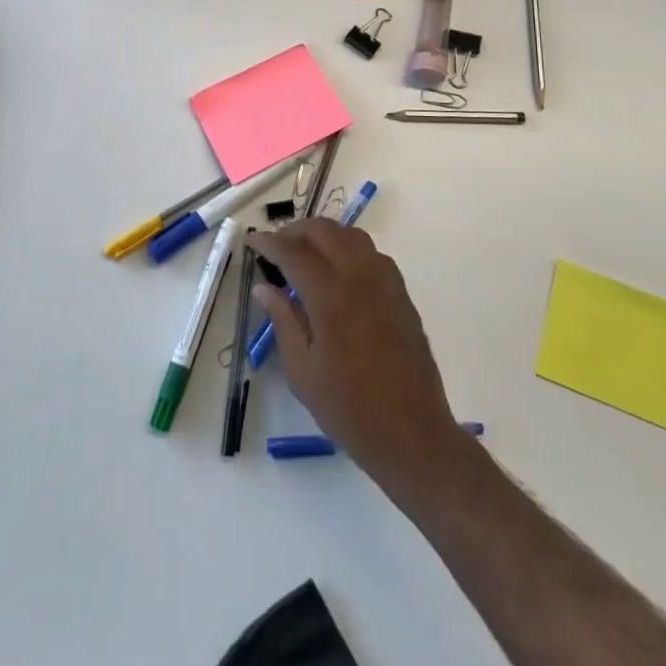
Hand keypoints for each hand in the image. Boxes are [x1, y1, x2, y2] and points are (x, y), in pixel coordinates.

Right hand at [249, 220, 461, 496]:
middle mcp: (359, 278)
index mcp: (331, 298)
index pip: (294, 253)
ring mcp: (385, 282)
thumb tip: (264, 287)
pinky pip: (371, 252)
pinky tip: (338, 270)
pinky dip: (348, 247)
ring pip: (350, 235)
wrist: (413, 434)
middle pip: (324, 232)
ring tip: (304, 253)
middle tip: (276, 247)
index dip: (269, 242)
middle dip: (295, 231)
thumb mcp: (303, 373)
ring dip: (323, 234)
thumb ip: (283, 322)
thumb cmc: (350, 410)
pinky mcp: (401, 293)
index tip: (252, 241)